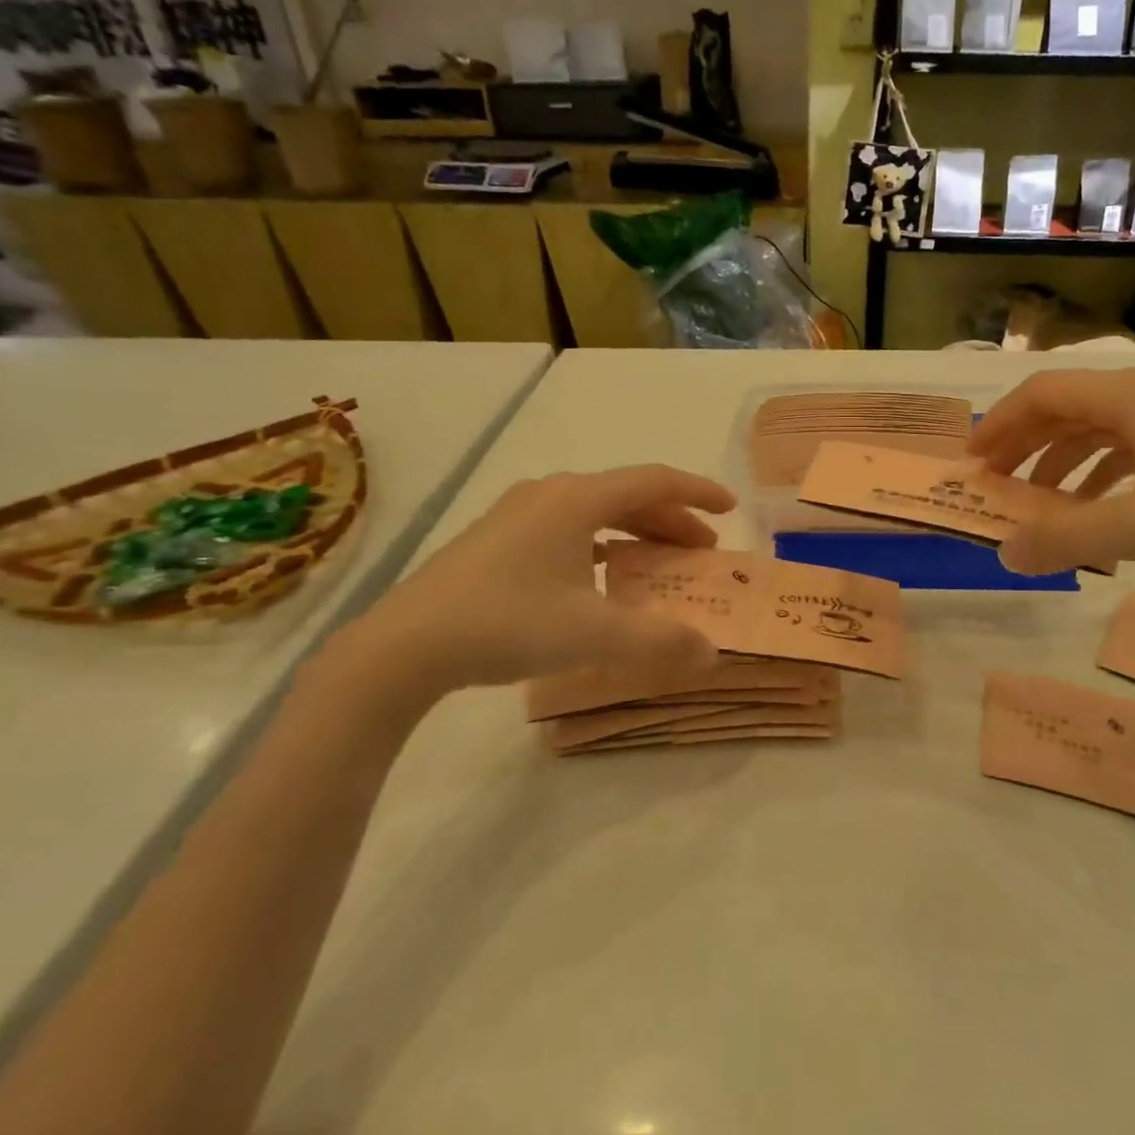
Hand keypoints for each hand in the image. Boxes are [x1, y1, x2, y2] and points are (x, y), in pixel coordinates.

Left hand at [328, 465, 736, 704]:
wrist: (404, 646)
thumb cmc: (508, 623)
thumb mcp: (594, 636)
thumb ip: (660, 641)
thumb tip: (712, 653)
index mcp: (578, 499)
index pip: (654, 481)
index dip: (697, 492)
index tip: (730, 508)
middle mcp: (550, 494)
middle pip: (627, 495)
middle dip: (671, 520)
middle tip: (702, 549)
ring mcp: (517, 514)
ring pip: (595, 511)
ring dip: (635, 532)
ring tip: (659, 561)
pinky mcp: (496, 538)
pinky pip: (567, 528)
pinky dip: (600, 543)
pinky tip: (601, 574)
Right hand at [970, 369, 1134, 577]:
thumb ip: (1069, 539)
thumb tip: (1004, 553)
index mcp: (1132, 396)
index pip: (1043, 393)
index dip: (1000, 424)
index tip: (971, 463)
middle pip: (1066, 407)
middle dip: (1023, 444)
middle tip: (993, 484)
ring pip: (1098, 428)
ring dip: (1058, 461)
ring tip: (1038, 504)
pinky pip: (1130, 447)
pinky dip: (1098, 473)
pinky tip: (1096, 510)